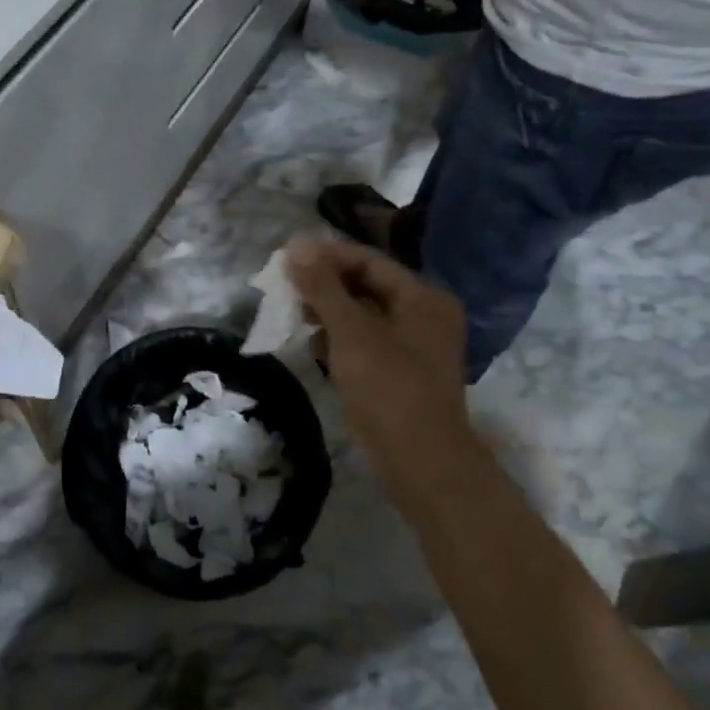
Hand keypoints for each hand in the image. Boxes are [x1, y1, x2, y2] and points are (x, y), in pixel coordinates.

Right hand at [285, 236, 478, 492]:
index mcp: (423, 297)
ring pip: (363, 315)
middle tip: (285, 284)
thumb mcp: (351, 332)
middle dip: (325, 283)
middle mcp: (423, 315)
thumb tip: (296, 245)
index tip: (287, 256)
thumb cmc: (389, 388)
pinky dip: (339, 338)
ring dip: (328, 310)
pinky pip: (364, 341)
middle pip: (366, 285)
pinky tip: (312, 343)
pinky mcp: (400, 373)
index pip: (368, 261)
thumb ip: (323, 287)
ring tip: (293, 311)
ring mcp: (413, 346)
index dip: (327, 255)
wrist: (423, 464)